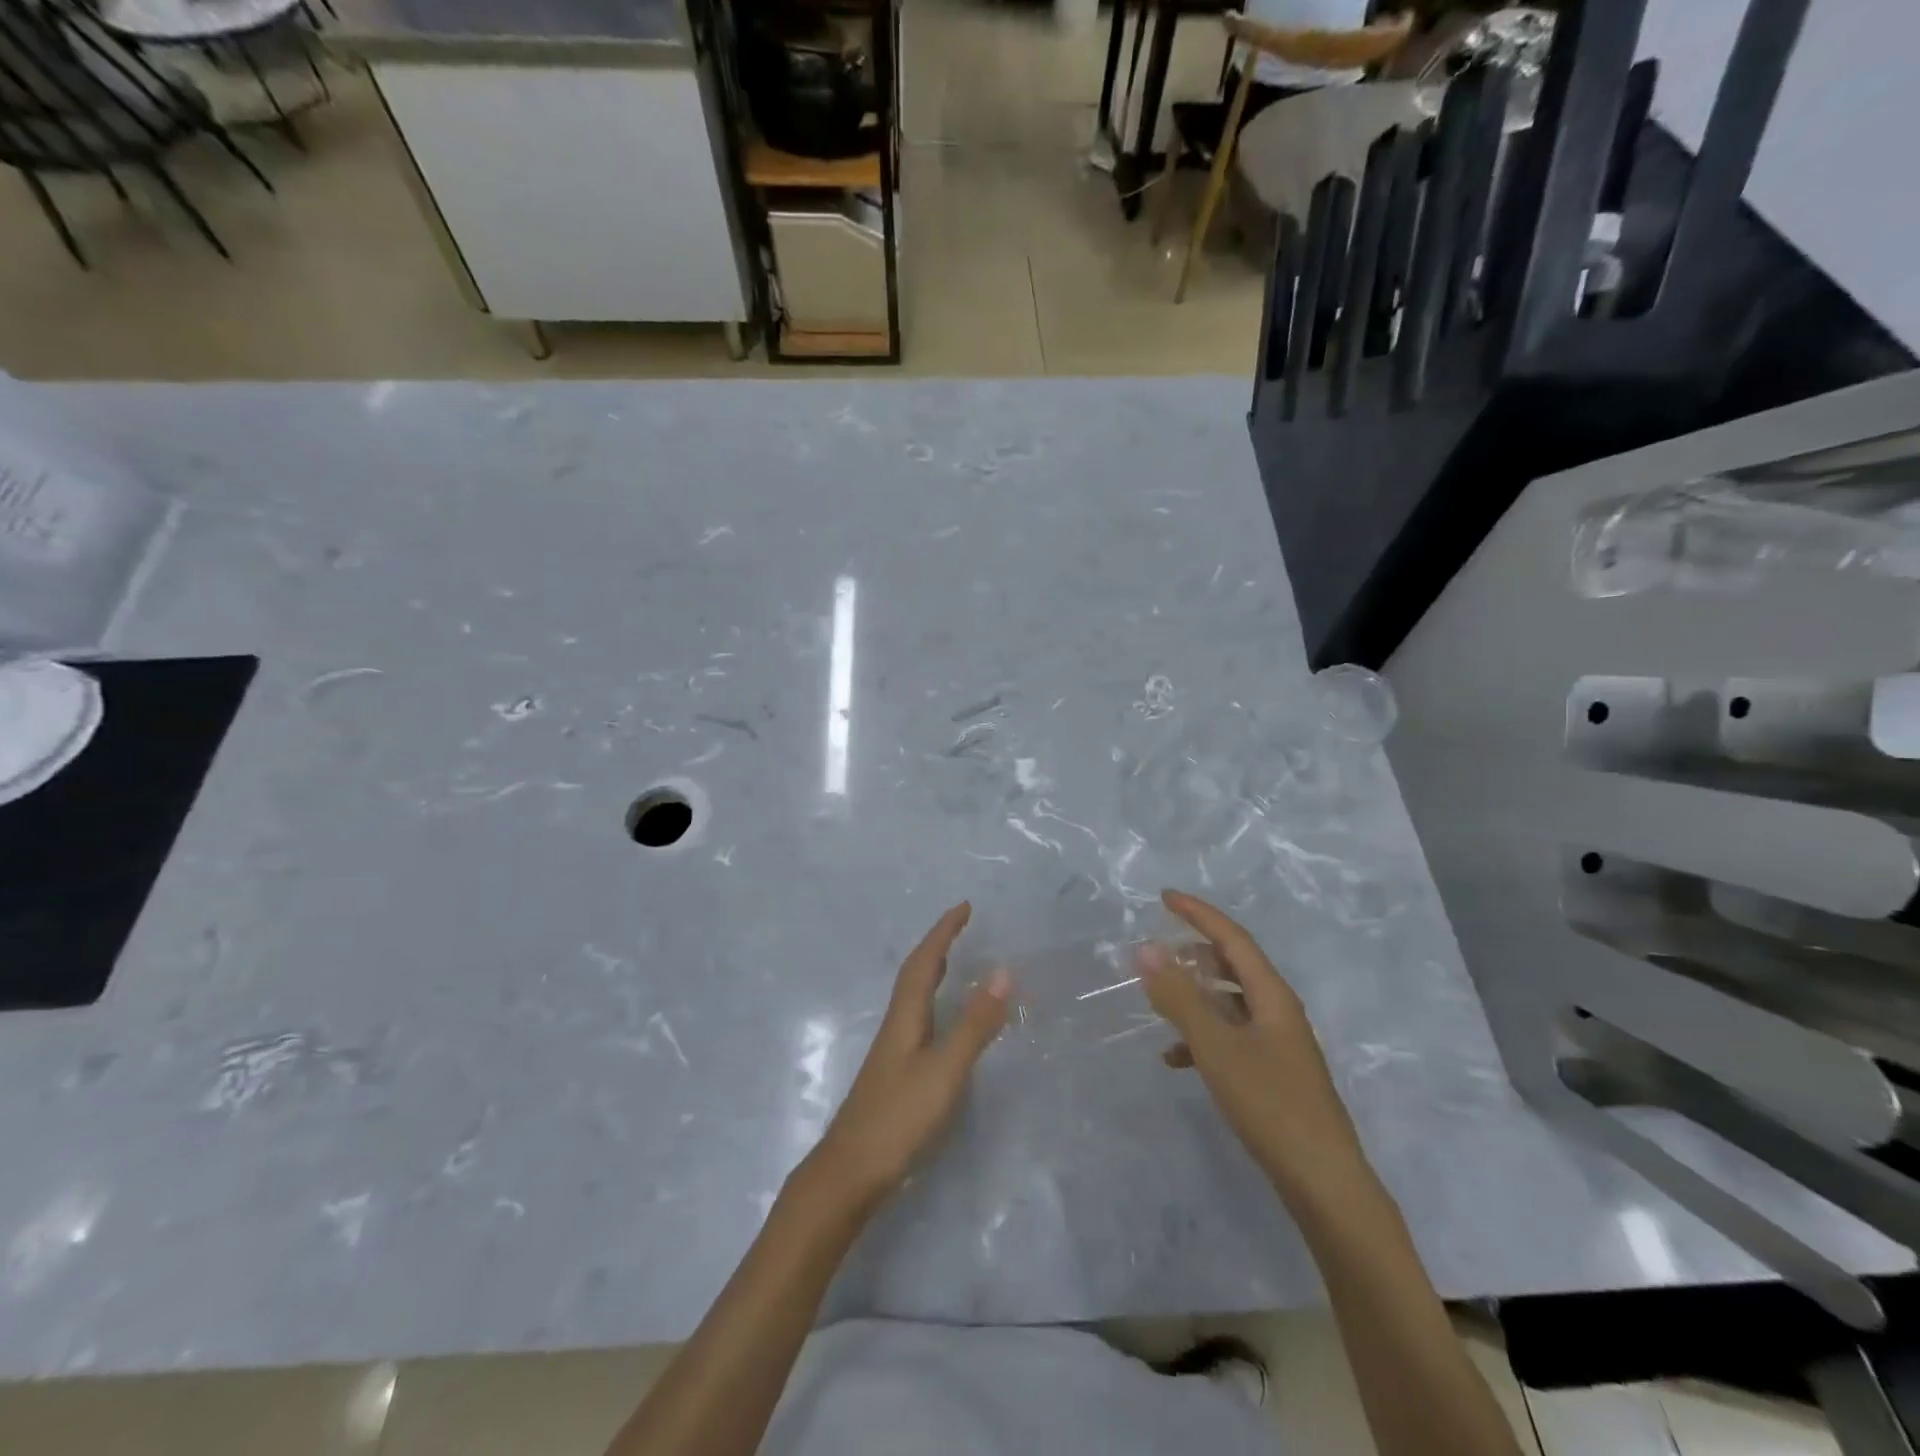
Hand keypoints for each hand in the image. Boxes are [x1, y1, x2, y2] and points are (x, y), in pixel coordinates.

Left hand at [804, 903, 1010, 1213]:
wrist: (850, 1172)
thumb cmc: (899, 1117)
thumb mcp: (945, 1070)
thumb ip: (974, 1024)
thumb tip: (1002, 972)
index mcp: (906, 1015)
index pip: (925, 960)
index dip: (943, 932)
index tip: (965, 906)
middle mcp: (897, 1025)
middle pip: (915, 973)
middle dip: (938, 945)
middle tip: (961, 926)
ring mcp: (894, 1051)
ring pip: (915, 996)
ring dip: (934, 971)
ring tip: (955, 961)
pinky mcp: (896, 1073)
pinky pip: (919, 1019)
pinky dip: (935, 1003)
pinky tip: (942, 1022)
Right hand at [1141, 889, 1363, 1193]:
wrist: (1323, 1183)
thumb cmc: (1270, 1104)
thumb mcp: (1216, 1046)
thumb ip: (1179, 997)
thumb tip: (1146, 948)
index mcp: (1271, 995)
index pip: (1232, 937)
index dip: (1198, 913)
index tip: (1164, 897)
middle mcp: (1278, 1011)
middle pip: (1234, 966)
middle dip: (1195, 952)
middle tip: (1159, 947)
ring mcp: (1277, 1043)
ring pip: (1230, 1002)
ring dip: (1195, 995)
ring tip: (1159, 999)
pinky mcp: (1273, 1073)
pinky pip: (1231, 1037)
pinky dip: (1202, 1037)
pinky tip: (1175, 1058)